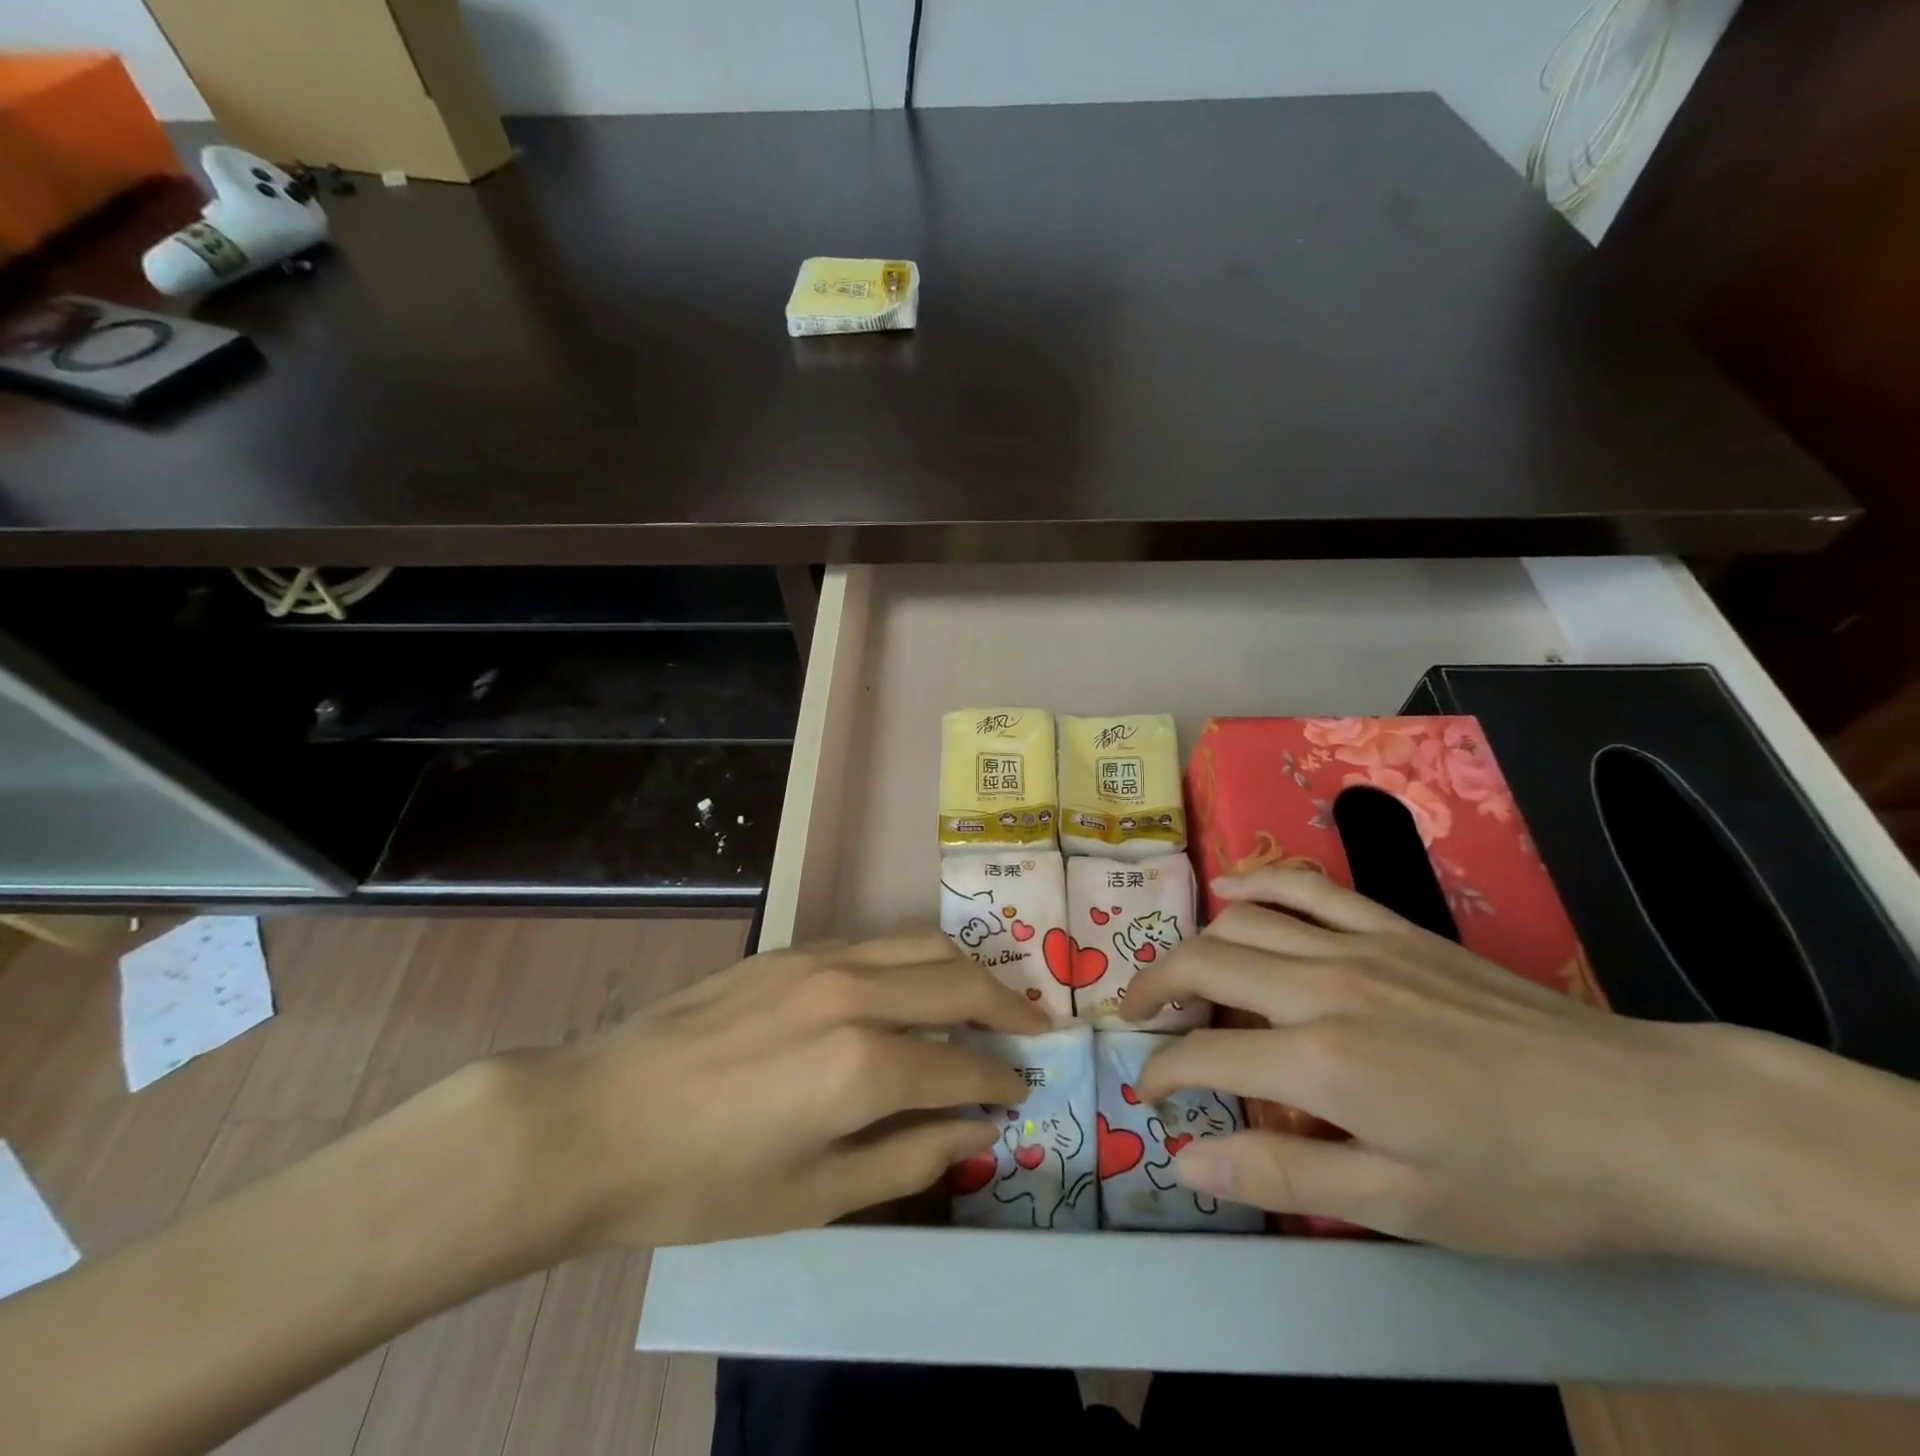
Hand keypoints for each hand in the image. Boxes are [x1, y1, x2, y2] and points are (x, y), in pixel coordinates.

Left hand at [520, 929, 1047, 1252]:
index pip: (964, 1062)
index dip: (1002, 1080)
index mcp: (865, 1065)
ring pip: (923, 942)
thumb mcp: (815, 1196)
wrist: (598, 1119)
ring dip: (967, 969)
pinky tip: (911, 988)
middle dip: (1009, 1006)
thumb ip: (909, 1156)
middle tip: (1033, 1032)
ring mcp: (822, 959)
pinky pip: (877, 942)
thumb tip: (977, 1131)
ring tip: (987, 1000)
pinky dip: (915, 959)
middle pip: (959, 978)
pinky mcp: (793, 948)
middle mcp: (856, 993)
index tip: (1023, 1091)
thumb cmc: (704, 1182)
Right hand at [1124, 870, 1919, 1299]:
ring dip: (1195, 942)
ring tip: (1176, 971)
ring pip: (1243, 922)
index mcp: (1322, 1062)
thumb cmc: (1528, 1181)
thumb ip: (1285, 1176)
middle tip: (1133, 1015)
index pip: (1205, 1056)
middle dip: (1153, 988)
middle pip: (1205, 966)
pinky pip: (1308, 887)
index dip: (1163, 1073)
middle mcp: (1324, 987)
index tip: (1149, 1091)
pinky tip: (1231, 889)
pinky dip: (1258, 883)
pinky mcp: (1394, 929)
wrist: (1649, 1119)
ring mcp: (1359, 946)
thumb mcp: (1406, 1208)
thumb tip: (1188, 1162)